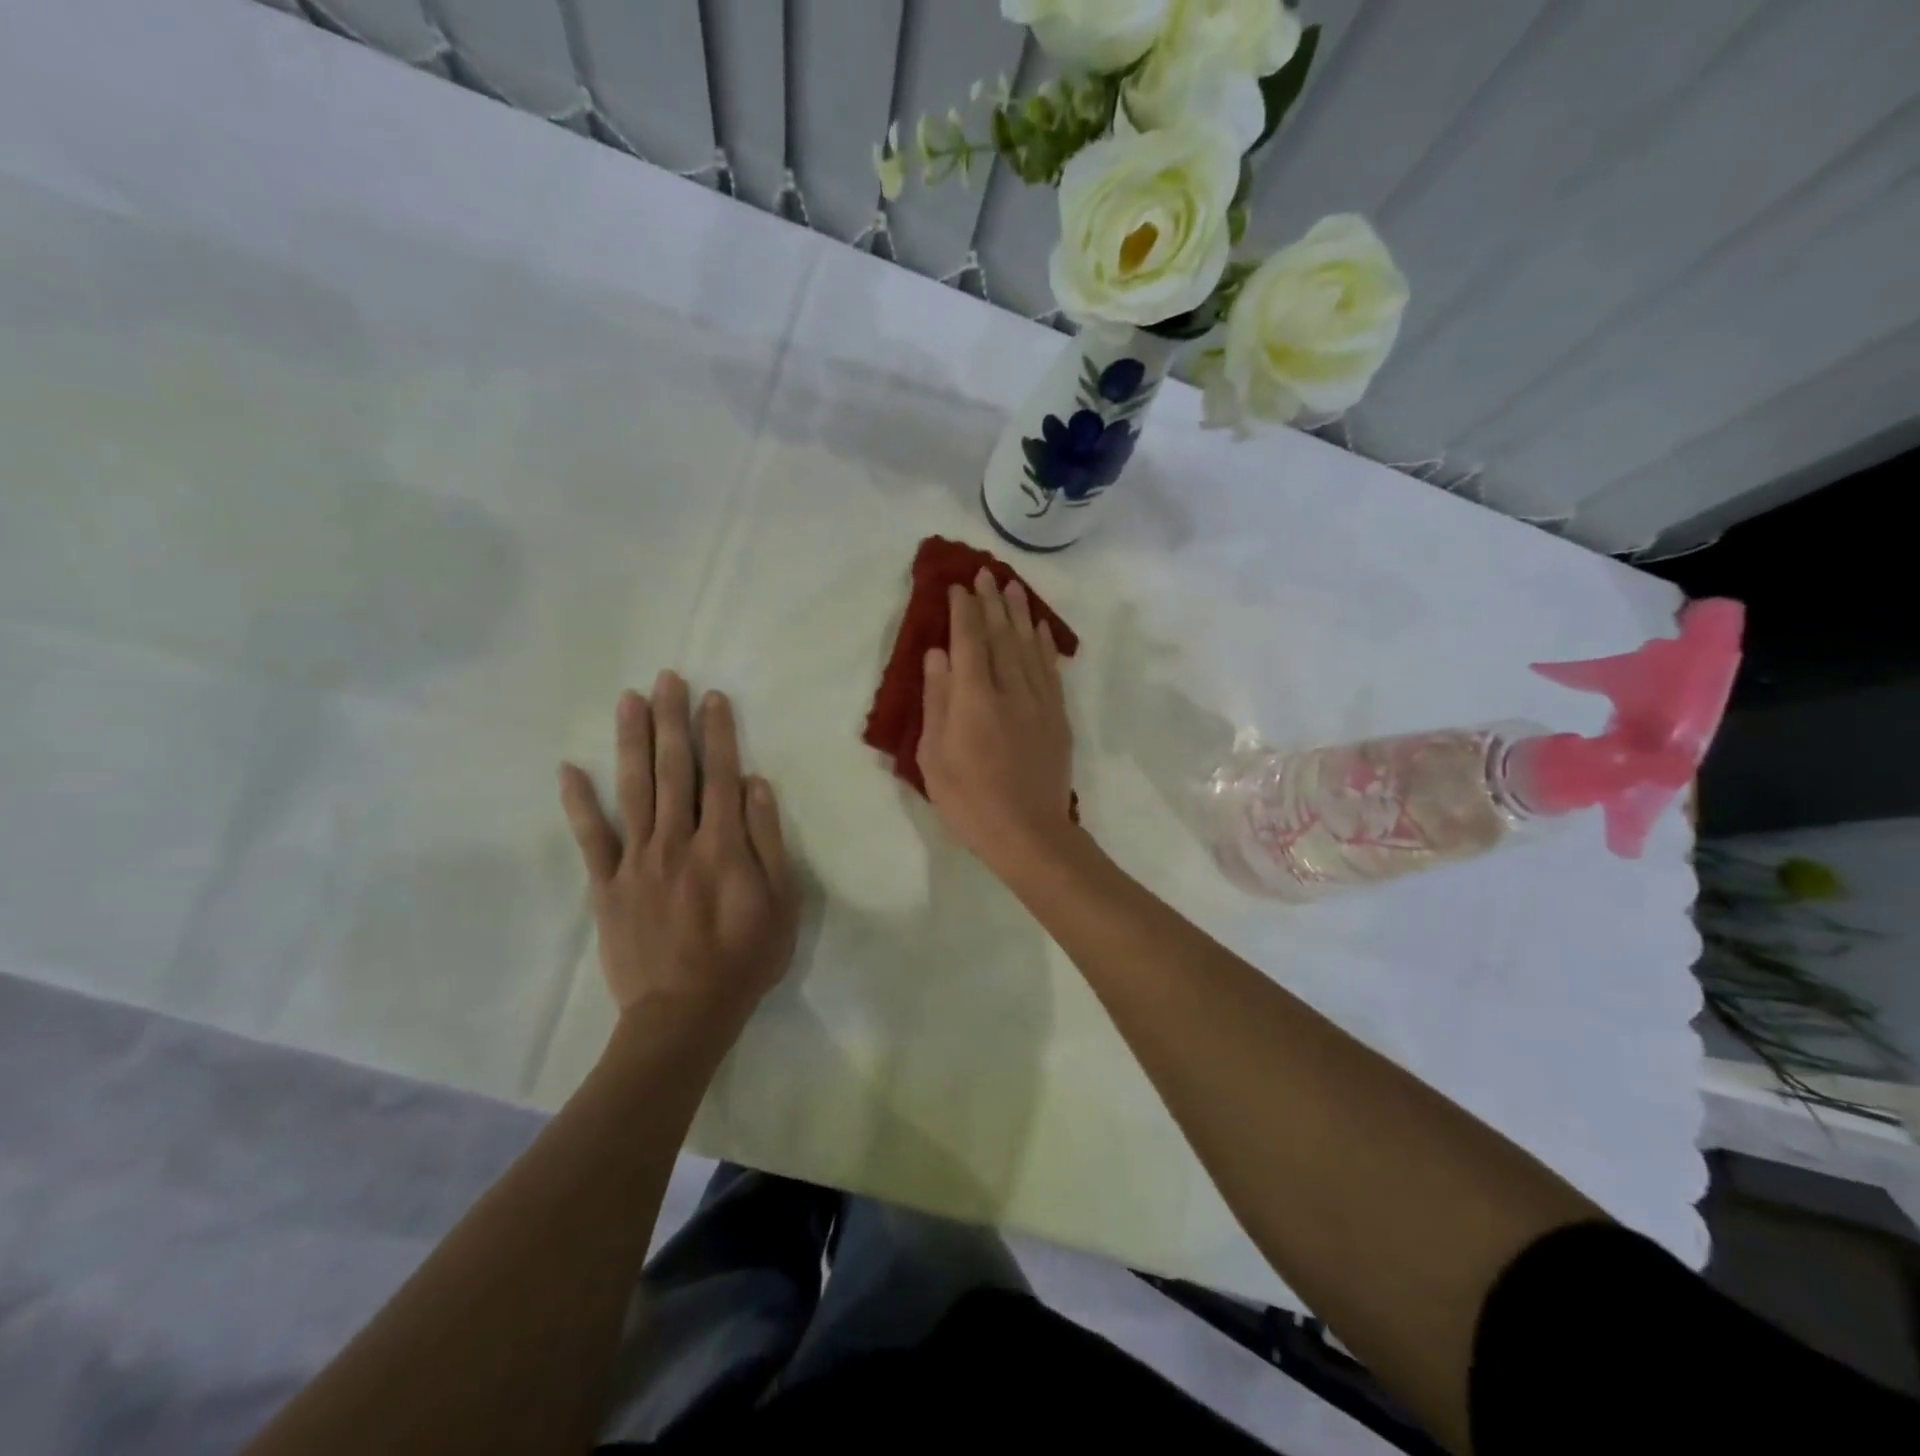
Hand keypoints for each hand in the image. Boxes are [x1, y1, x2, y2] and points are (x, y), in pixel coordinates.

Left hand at [559, 673, 799, 1034]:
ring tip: (629, 700)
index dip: (718, 732)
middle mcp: (677, 840)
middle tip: (667, 678)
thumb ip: (767, 840)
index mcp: (722, 844)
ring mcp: (637, 861)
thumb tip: (755, 783)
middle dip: (671, 720)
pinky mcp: (607, 885)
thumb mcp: (781, 902)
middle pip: (673, 769)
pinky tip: (570, 769)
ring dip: (632, 741)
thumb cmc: (744, 958)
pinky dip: (579, 803)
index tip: (712, 697)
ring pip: (633, 789)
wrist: (684, 1014)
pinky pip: (590, 838)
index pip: (720, 774)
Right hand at [917, 567, 1075, 871]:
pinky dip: (1045, 645)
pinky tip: (1041, 629)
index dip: (963, 612)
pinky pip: (1051, 670)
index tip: (958, 587)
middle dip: (992, 603)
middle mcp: (1010, 690)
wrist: (1029, 833)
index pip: (969, 642)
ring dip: (1020, 614)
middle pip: (1001, 636)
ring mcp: (1039, 702)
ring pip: (1029, 647)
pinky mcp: (1057, 717)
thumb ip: (937, 702)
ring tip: (1013, 587)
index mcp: (974, 700)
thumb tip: (937, 655)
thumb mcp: (934, 757)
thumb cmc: (970, 801)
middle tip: (986, 574)